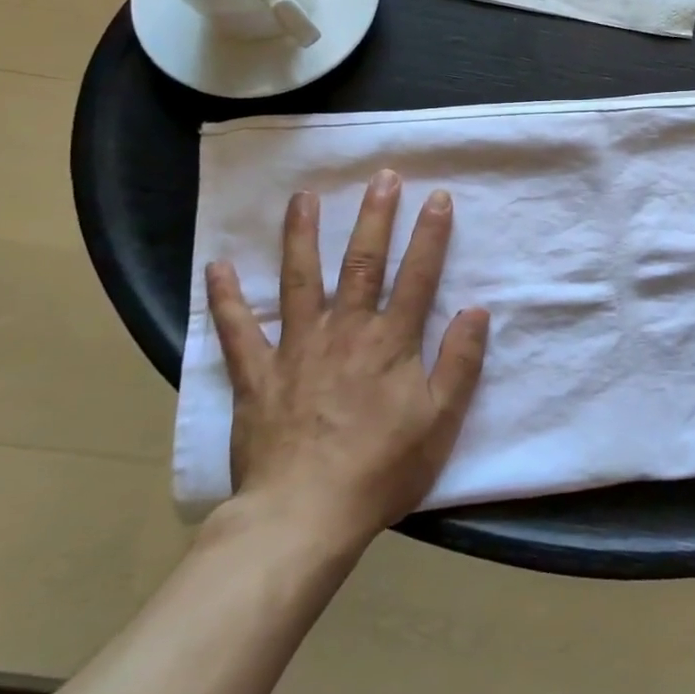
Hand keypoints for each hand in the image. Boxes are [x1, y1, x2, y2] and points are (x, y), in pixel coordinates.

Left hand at [204, 171, 489, 551]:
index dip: (430, 235)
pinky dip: (227, 299)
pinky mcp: (257, 375)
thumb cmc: (381, 469)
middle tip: (383, 177)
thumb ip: (460, 362)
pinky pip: (238, 331)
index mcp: (391, 342)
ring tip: (304, 198)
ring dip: (303, 236)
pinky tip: (217, 267)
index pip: (417, 276)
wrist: (304, 516)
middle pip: (362, 263)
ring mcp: (297, 349)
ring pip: (300, 281)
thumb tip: (477, 310)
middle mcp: (345, 331)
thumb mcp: (440, 421)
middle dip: (375, 217)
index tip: (438, 197)